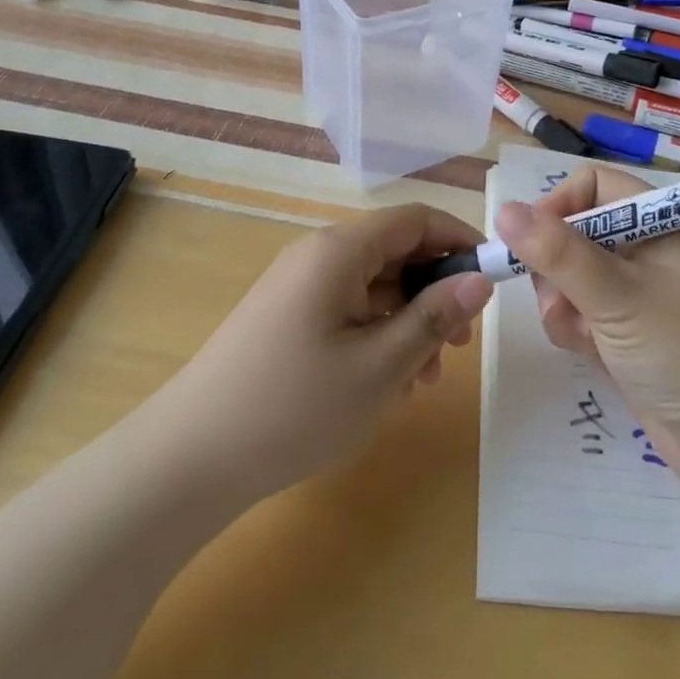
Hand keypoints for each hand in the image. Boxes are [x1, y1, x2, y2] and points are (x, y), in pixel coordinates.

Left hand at [153, 204, 492, 503]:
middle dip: (435, 292)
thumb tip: (480, 279)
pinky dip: (376, 336)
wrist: (188, 460)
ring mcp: (298, 287)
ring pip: (373, 287)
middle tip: (461, 346)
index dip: (458, 240)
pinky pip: (347, 311)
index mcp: (340, 250)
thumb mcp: (380, 366)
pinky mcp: (286, 318)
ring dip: (408, 322)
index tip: (491, 279)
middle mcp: (318, 255)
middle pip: (395, 253)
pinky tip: (386, 385)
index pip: (415, 219)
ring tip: (425, 380)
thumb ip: (435, 318)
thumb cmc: (295, 406)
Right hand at [499, 166, 679, 497]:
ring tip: (581, 335)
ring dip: (564, 304)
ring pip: (570, 276)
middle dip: (556, 267)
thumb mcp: (617, 296)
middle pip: (575, 231)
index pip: (594, 185)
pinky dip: (576, 330)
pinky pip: (581, 312)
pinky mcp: (627, 331)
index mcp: (660, 221)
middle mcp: (647, 248)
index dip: (559, 205)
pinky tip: (592, 354)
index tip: (530, 241)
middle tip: (558, 300)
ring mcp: (637, 292)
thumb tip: (503, 210)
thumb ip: (557, 253)